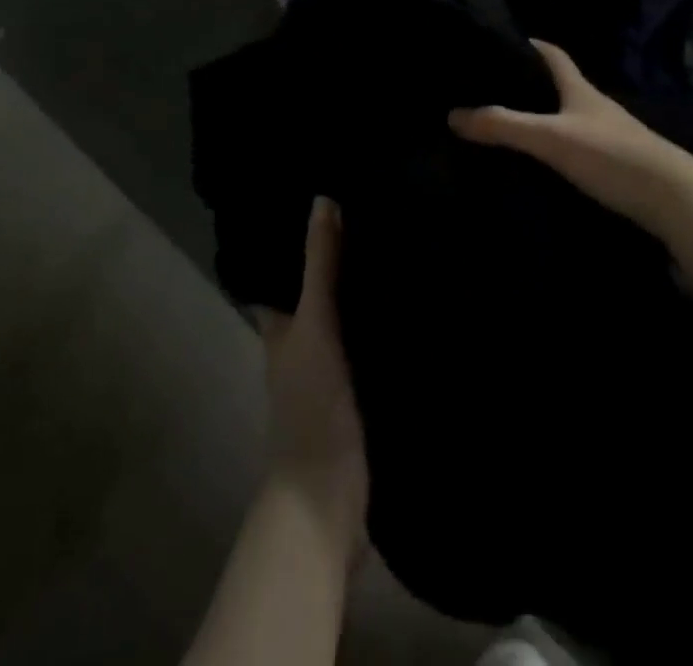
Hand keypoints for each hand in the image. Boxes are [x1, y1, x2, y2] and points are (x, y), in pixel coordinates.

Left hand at [253, 197, 368, 566]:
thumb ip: (320, 267)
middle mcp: (301, 343)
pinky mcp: (361, 389)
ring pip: (345, 316)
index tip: (322, 199)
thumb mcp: (314, 324)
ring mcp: (331, 369)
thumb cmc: (312, 402)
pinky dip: (383, 321)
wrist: (331, 493)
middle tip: (371, 210)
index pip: (280, 272)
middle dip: (337, 259)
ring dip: (362, 289)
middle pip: (316, 292)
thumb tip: (322, 198)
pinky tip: (412, 298)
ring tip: (398, 241)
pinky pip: (371, 342)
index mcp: (279, 328)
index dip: (293, 240)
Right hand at [449, 40, 692, 234]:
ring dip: (543, 118)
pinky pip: (578, 147)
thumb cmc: (611, 155)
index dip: (531, 44)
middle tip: (492, 89)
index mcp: (580, 90)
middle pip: (560, 85)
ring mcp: (610, 136)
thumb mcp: (551, 138)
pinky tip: (541, 165)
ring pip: (569, 118)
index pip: (553, 54)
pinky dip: (557, 148)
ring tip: (508, 127)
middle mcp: (596, 107)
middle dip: (530, 83)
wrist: (675, 199)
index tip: (503, 40)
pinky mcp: (617, 165)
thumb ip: (504, 126)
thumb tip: (453, 114)